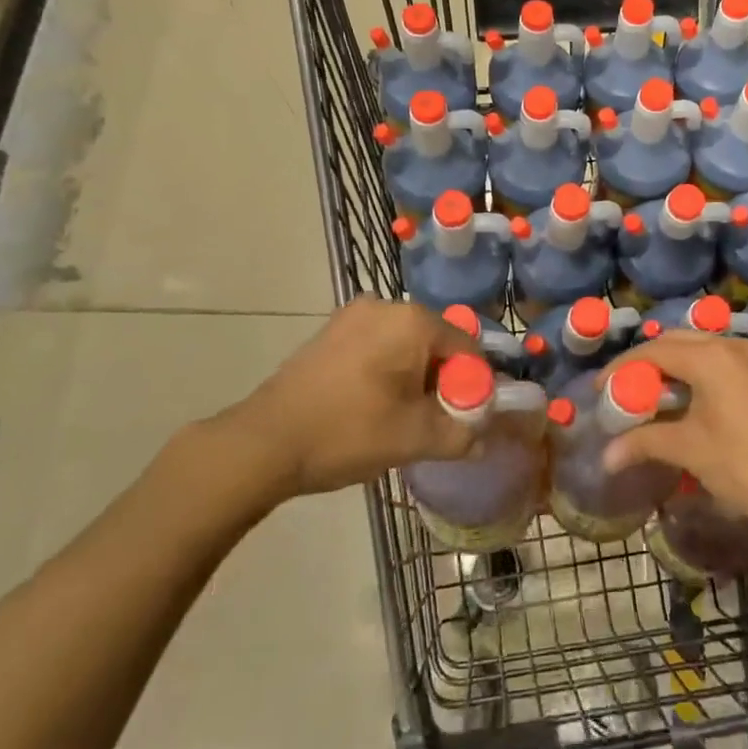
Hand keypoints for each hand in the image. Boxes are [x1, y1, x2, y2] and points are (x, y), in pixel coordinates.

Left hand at [200, 298, 478, 513]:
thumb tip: (483, 437)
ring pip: (406, 345)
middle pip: (436, 342)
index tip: (465, 419)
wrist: (264, 442)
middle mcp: (386, 305)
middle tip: (434, 422)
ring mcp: (354, 315)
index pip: (466, 346)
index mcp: (413, 320)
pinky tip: (372, 405)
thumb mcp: (414, 439)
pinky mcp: (331, 332)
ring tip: (401, 419)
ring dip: (414, 378)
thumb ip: (461, 434)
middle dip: (442, 381)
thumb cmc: (347, 432)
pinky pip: (378, 346)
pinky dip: (387, 371)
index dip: (474, 385)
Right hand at [600, 330, 747, 539]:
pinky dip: (697, 374)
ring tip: (653, 397)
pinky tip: (691, 403)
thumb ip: (645, 443)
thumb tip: (606, 456)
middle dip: (647, 363)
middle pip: (677, 342)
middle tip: (625, 391)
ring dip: (674, 367)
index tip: (601, 390)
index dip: (622, 367)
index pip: (654, 350)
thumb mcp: (691, 451)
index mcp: (710, 356)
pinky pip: (721, 363)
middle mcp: (732, 347)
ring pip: (702, 350)